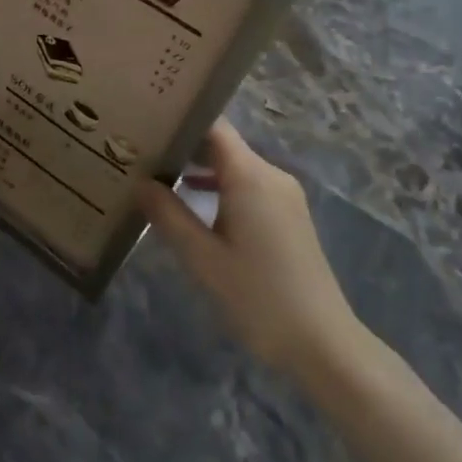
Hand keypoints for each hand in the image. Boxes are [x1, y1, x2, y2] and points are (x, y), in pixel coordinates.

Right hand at [138, 119, 366, 378]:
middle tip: (140, 150)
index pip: (213, 127)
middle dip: (183, 145)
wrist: (321, 342)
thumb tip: (140, 182)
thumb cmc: (257, 296)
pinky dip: (219, 187)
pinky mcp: (288, 215)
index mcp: (250, 177)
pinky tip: (192, 203)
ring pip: (234, 166)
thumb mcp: (202, 258)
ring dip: (199, 168)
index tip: (145, 121)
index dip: (179, 119)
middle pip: (222, 144)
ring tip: (156, 174)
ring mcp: (283, 195)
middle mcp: (271, 175)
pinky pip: (247, 186)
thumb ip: (168, 215)